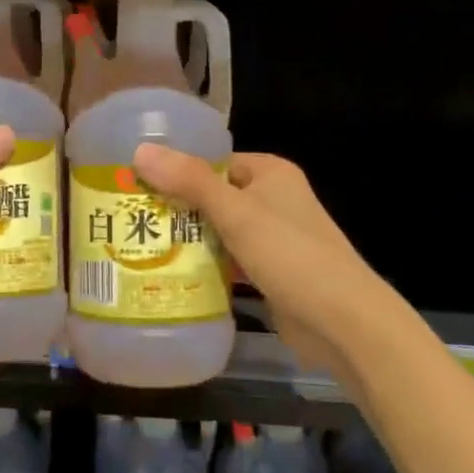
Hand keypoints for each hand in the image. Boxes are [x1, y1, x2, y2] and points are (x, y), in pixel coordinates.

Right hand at [131, 146, 378, 374]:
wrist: (343, 322)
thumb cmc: (290, 255)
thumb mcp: (236, 213)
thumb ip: (189, 181)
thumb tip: (141, 150)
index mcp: (270, 172)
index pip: (213, 161)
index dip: (176, 170)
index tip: (135, 184)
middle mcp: (273, 199)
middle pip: (213, 196)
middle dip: (176, 209)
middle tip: (130, 219)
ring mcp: (273, 237)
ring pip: (219, 231)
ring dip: (188, 240)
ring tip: (139, 246)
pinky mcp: (270, 271)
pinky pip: (229, 260)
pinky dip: (207, 265)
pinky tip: (172, 275)